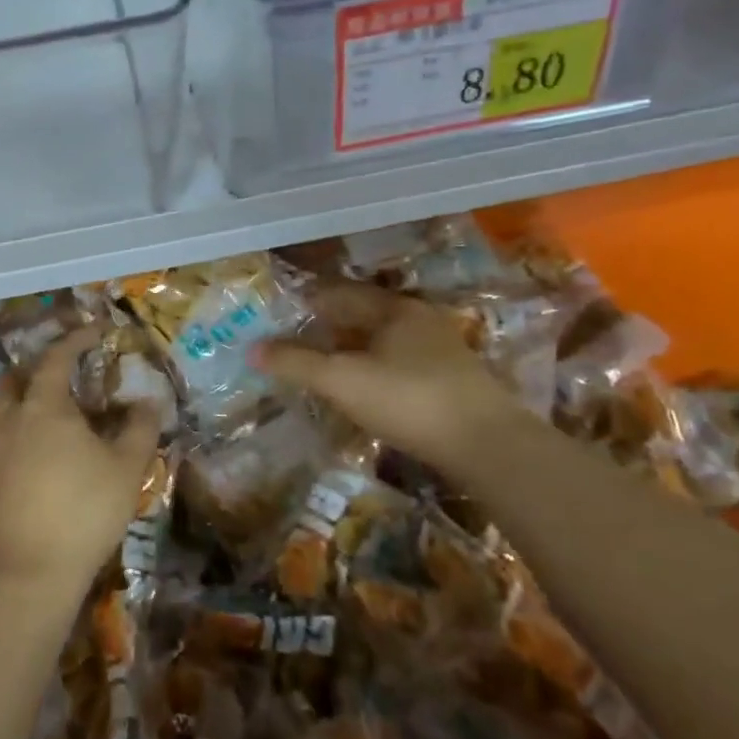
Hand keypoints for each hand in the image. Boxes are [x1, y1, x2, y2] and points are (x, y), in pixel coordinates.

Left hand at [0, 327, 161, 595]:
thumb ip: (140, 429)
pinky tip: (1, 453)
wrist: (32, 571)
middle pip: (9, 380)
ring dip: (7, 402)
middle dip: (31, 369)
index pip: (57, 359)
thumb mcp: (127, 468)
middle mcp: (12, 422)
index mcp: (46, 408)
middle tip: (58, 375)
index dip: (76, 339)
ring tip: (30, 410)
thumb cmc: (85, 510)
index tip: (95, 331)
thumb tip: (147, 402)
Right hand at [252, 281, 521, 463]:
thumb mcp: (342, 380)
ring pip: (382, 341)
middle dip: (328, 325)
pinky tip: (361, 388)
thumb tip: (251, 349)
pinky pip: (398, 363)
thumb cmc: (408, 399)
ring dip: (351, 349)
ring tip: (321, 364)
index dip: (308, 300)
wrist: (487, 445)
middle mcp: (418, 320)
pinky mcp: (451, 381)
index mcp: (393, 309)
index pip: (340, 293)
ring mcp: (439, 351)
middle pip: (363, 315)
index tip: (280, 311)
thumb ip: (296, 363)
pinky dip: (372, 368)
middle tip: (294, 339)